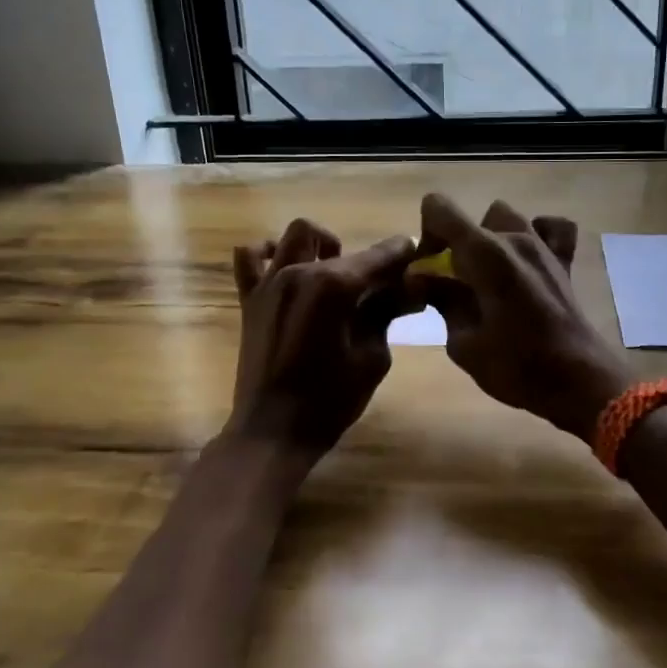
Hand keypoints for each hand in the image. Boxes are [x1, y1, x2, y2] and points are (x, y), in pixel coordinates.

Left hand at [227, 219, 414, 458]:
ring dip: (321, 246)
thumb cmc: (329, 400)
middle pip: (342, 247)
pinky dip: (269, 253)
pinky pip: (250, 258)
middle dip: (368, 259)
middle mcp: (299, 271)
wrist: (272, 432)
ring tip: (333, 273)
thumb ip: (386, 313)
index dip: (401, 253)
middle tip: (382, 285)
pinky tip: (286, 269)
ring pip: (297, 235)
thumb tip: (410, 289)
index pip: (378, 256)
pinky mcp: (250, 298)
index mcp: (333, 286)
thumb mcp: (372, 358)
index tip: (416, 255)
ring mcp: (270, 282)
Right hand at [407, 194, 632, 441]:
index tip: (429, 271)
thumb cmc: (518, 367)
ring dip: (489, 238)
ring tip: (488, 275)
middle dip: (454, 244)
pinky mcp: (564, 261)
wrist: (580, 383)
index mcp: (484, 254)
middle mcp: (514, 238)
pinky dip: (536, 234)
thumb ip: (441, 301)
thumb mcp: (463, 343)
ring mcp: (543, 247)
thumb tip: (421, 278)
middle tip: (454, 283)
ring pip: (505, 218)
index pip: (439, 208)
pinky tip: (526, 259)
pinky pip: (550, 228)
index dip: (426, 235)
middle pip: (470, 220)